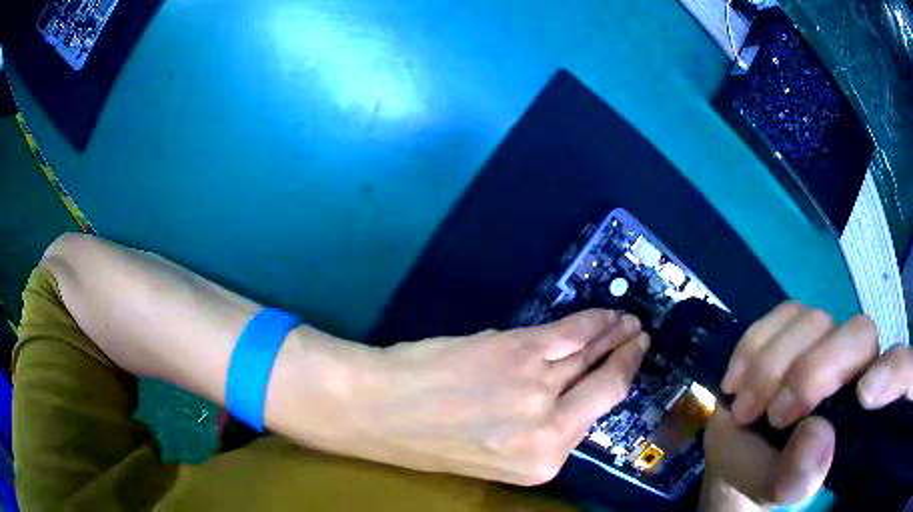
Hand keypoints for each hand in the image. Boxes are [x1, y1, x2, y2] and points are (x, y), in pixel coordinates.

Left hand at [339, 311, 648, 485]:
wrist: (379, 410)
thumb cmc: (427, 439)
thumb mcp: (493, 456)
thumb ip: (537, 433)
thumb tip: (568, 398)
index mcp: (543, 463)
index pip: (595, 421)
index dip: (615, 389)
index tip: (629, 370)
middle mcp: (550, 429)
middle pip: (606, 387)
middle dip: (628, 359)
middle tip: (641, 339)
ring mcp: (539, 386)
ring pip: (590, 355)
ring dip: (614, 334)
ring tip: (628, 323)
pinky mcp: (521, 350)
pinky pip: (570, 333)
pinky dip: (592, 321)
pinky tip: (605, 315)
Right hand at [702, 302, 912, 508]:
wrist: (739, 454)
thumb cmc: (768, 476)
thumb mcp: (780, 489)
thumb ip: (798, 476)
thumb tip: (817, 435)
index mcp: (865, 406)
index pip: (902, 367)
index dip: (895, 370)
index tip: (865, 396)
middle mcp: (857, 364)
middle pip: (859, 334)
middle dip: (813, 373)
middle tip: (775, 416)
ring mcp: (827, 339)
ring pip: (813, 320)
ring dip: (771, 366)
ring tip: (745, 409)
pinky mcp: (794, 327)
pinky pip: (781, 313)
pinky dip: (754, 346)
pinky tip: (736, 381)